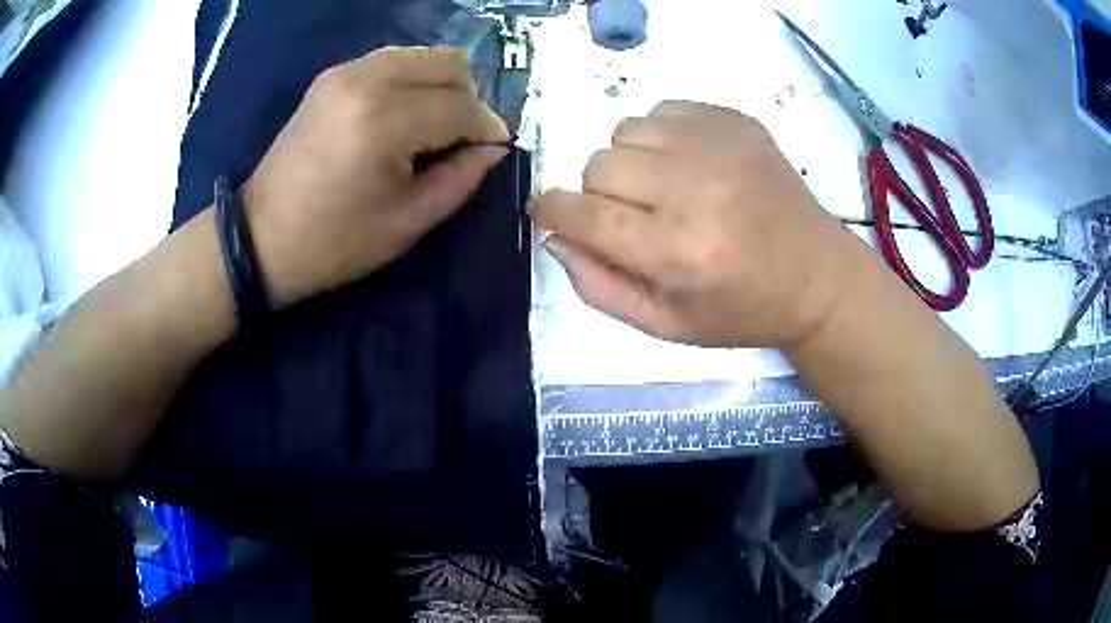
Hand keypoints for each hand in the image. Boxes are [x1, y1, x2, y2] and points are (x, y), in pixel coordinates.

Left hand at [243, 46, 509, 307]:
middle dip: (469, 99)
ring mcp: (346, 71)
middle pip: (450, 64)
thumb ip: (461, 179)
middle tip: (461, 138)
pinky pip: (394, 60)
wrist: (261, 238)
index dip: (487, 129)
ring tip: (434, 125)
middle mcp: (366, 80)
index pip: (461, 107)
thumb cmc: (333, 243)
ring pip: (424, 55)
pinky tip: (405, 113)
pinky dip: (413, 80)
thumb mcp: (407, 223)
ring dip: (442, 85)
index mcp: (384, 122)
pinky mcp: (333, 75)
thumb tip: (494, 148)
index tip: (494, 150)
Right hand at [534, 101, 862, 348]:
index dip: (552, 212)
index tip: (553, 216)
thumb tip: (556, 237)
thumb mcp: (666, 325)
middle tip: (631, 215)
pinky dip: (660, 136)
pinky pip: (663, 110)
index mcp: (680, 253)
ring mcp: (722, 146)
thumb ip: (600, 288)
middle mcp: (698, 189)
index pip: (583, 214)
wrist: (817, 276)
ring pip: (625, 130)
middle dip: (598, 193)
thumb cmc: (742, 310)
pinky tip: (688, 164)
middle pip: (599, 165)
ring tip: (662, 188)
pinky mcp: (737, 122)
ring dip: (629, 161)